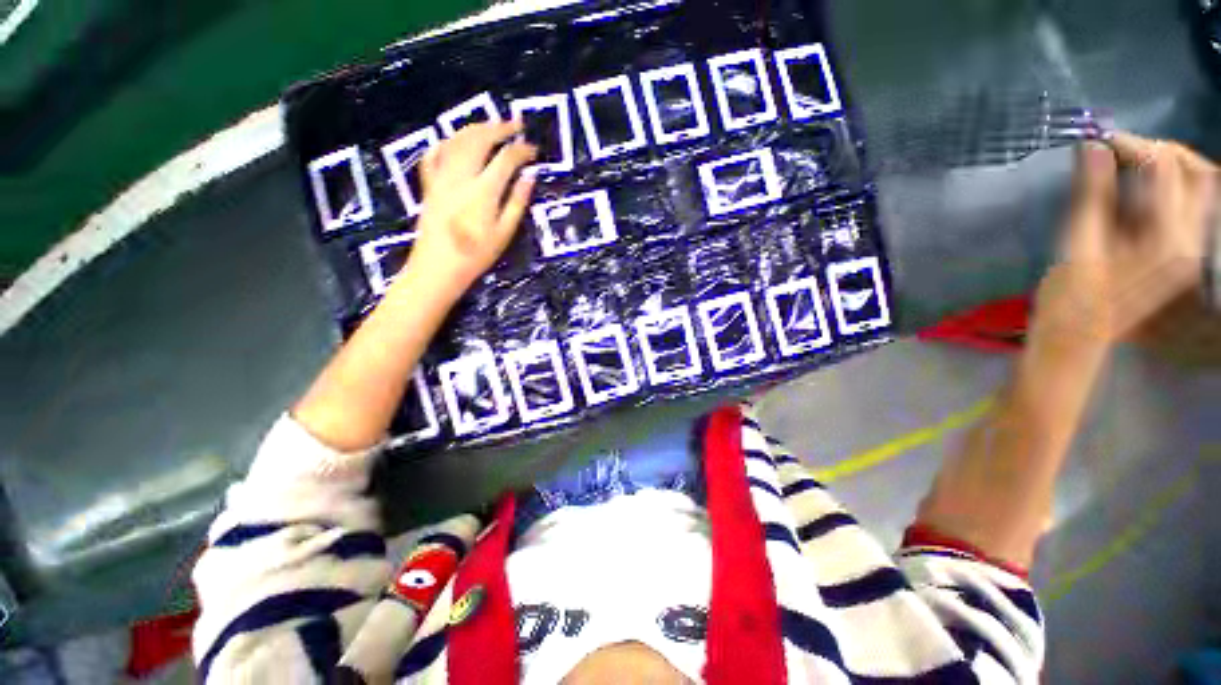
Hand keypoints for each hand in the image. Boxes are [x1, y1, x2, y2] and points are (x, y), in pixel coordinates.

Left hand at [400, 120, 537, 299]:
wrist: (437, 268)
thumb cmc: (477, 255)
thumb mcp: (504, 233)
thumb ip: (517, 202)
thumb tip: (529, 177)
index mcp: (484, 190)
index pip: (506, 159)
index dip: (522, 150)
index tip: (533, 150)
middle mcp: (461, 176)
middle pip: (479, 139)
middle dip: (499, 128)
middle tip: (515, 124)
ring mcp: (441, 177)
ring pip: (456, 140)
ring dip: (475, 129)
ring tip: (490, 127)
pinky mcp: (429, 184)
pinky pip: (434, 154)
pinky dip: (446, 143)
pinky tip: (454, 142)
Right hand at [1037, 133, 1215, 343]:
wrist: (1076, 338)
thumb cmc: (1071, 296)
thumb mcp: (1078, 243)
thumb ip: (1092, 193)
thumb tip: (1093, 147)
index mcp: (1169, 239)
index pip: (1164, 169)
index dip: (1132, 145)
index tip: (1097, 141)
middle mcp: (1192, 241)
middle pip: (1196, 174)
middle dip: (1160, 151)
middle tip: (1121, 150)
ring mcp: (1190, 249)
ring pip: (1197, 189)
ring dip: (1165, 169)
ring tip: (1127, 167)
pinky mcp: (1180, 255)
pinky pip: (1186, 208)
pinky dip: (1164, 190)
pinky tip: (1135, 193)